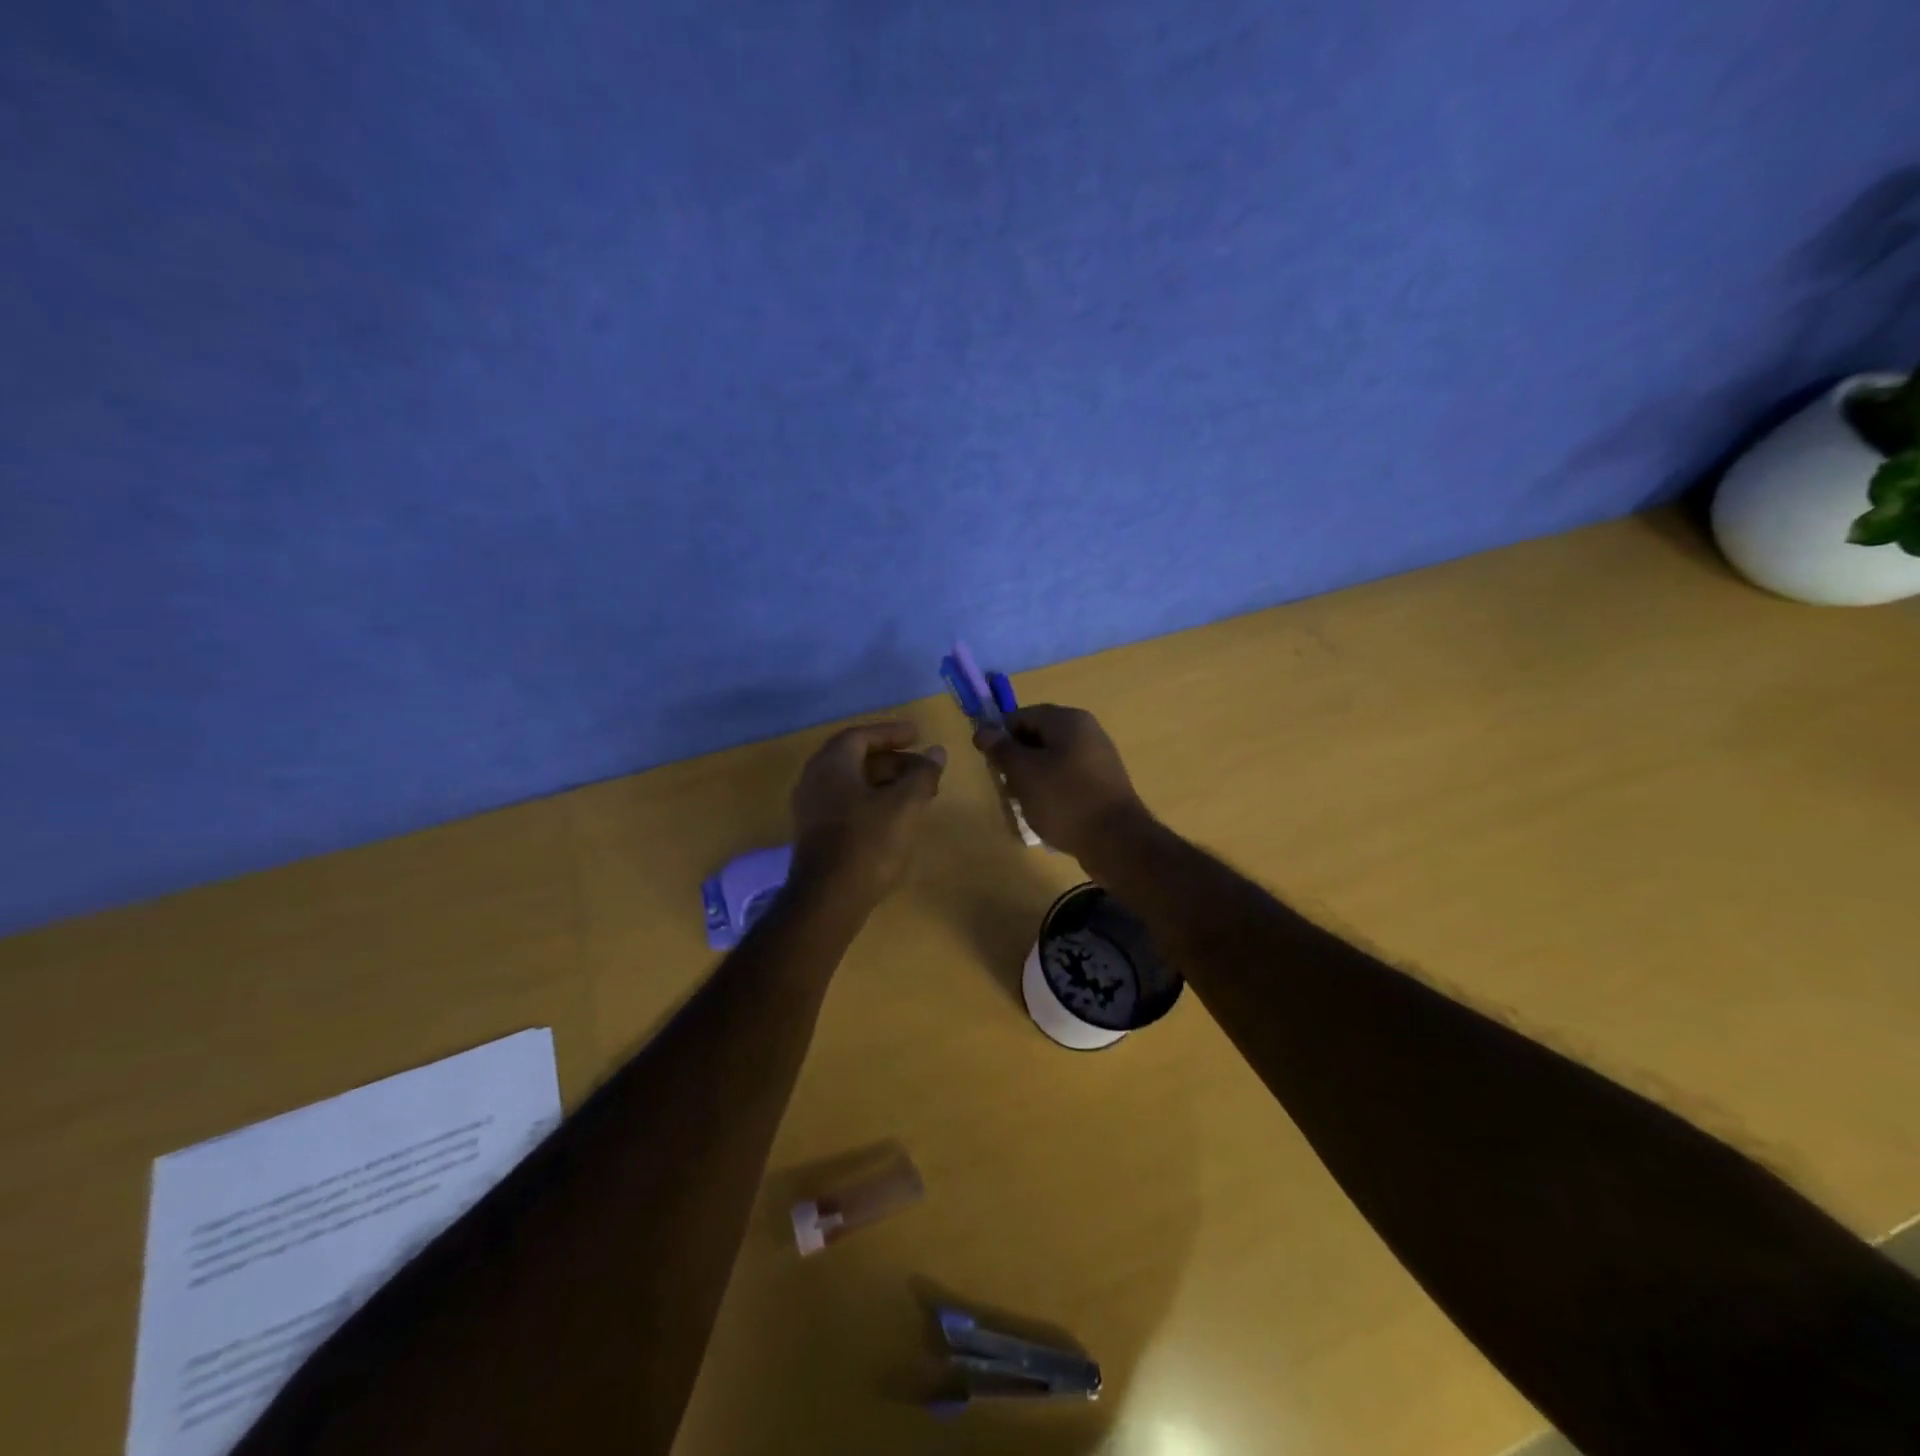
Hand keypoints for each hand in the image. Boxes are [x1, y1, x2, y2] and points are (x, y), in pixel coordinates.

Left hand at [789, 721, 946, 910]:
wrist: (827, 901)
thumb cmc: (867, 844)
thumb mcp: (904, 805)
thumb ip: (922, 774)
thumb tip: (936, 752)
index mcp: (831, 765)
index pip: (861, 735)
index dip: (891, 733)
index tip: (918, 734)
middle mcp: (815, 780)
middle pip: (856, 759)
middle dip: (893, 761)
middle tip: (924, 769)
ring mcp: (811, 809)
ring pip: (853, 784)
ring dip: (885, 783)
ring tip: (917, 795)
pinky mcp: (815, 834)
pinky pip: (847, 804)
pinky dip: (873, 802)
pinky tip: (896, 819)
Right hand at [973, 704, 1152, 865]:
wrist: (1117, 841)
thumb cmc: (1064, 800)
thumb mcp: (1023, 772)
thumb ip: (1001, 748)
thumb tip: (983, 730)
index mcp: (1068, 720)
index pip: (1021, 715)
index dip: (1000, 736)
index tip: (990, 764)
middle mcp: (1087, 730)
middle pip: (1038, 735)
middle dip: (1017, 758)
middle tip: (1006, 786)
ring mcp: (1098, 757)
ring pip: (1052, 758)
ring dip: (1033, 776)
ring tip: (1025, 802)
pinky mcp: (1103, 782)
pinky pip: (1068, 776)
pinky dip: (1052, 788)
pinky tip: (1046, 811)